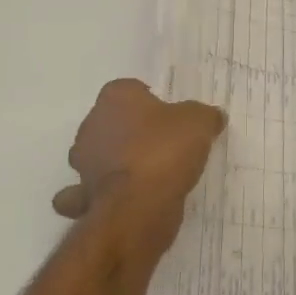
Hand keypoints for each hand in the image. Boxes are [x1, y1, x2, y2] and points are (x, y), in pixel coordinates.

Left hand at [53, 79, 225, 251]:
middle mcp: (91, 125)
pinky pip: (93, 190)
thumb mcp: (200, 123)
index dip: (150, 101)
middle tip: (163, 143)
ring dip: (116, 162)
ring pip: (100, 155)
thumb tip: (212, 117)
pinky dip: (104, 193)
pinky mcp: (83, 196)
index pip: (130, 89)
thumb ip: (205, 115)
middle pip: (112, 121)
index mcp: (115, 98)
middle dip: (132, 131)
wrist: (138, 205)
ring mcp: (83, 163)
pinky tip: (129, 197)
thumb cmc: (165, 150)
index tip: (170, 117)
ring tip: (150, 173)